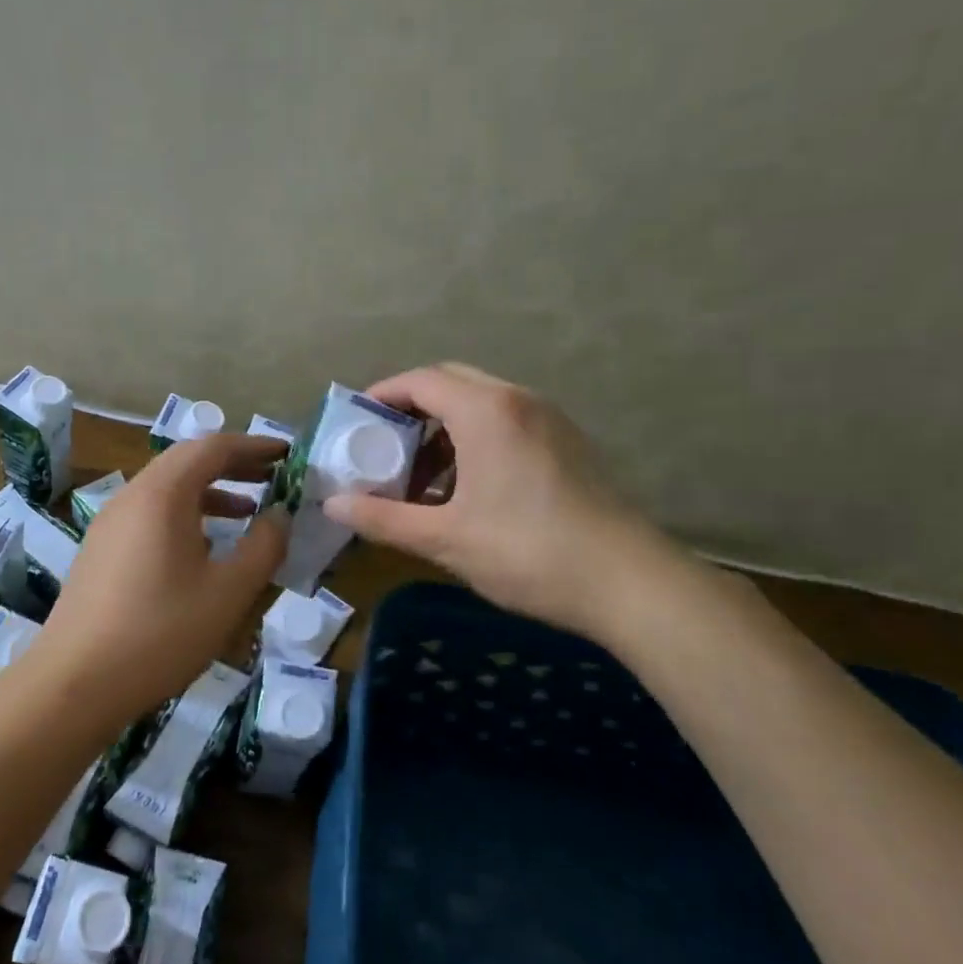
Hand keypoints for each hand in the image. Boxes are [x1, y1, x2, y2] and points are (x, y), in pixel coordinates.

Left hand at [38, 434, 288, 718]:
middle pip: (187, 461)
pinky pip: (150, 514)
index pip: (213, 447)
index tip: (287, 454)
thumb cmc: (160, 632)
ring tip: (247, 510)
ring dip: (210, 491)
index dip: (254, 446)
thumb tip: (280, 514)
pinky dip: (185, 514)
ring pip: (167, 489)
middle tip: (272, 476)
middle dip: (233, 465)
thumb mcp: (228, 592)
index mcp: (162, 494)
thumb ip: (264, 546)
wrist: (75, 683)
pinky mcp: (101, 550)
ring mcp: (110, 523)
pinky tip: (205, 548)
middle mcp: (132, 496)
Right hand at [322, 363, 676, 637]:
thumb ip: (383, 518)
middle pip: (451, 382)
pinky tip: (467, 489)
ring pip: (481, 403)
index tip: (355, 421)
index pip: (420, 380)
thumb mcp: (445, 538)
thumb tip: (332, 505)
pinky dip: (475, 440)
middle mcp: (518, 400)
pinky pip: (507, 422)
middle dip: (411, 409)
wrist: (629, 583)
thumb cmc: (528, 553)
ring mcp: (549, 419)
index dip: (382, 395)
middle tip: (383, 447)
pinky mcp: (568, 443)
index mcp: (485, 411)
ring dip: (444, 428)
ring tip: (422, 477)